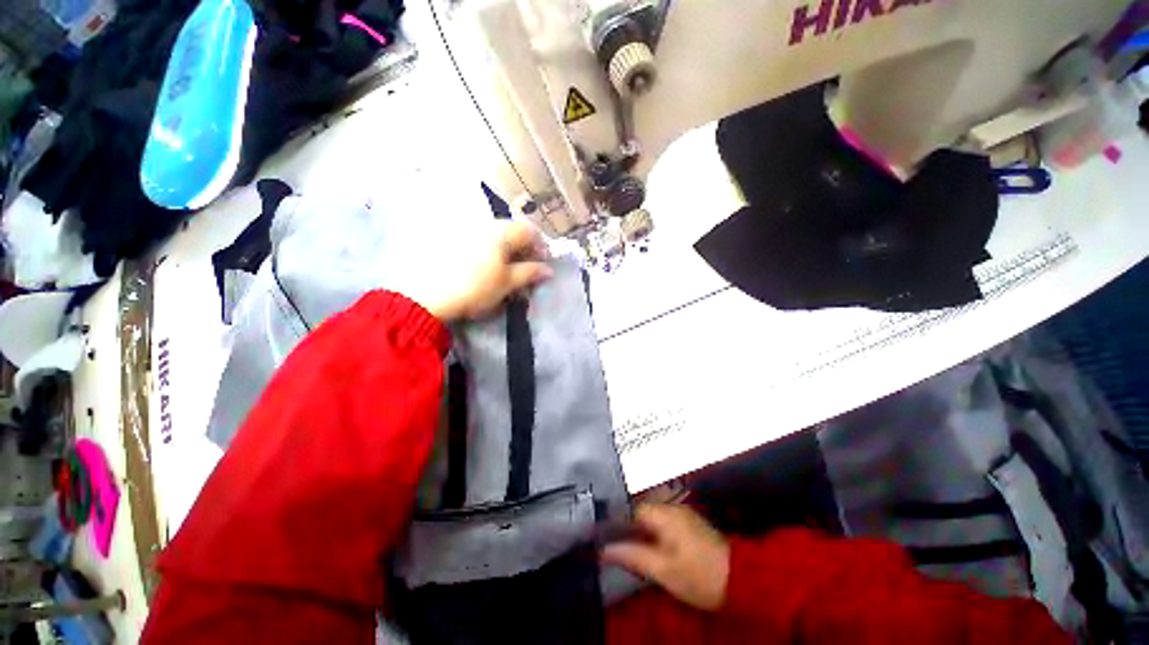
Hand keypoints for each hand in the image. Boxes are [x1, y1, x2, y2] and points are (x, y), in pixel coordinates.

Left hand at [395, 220, 552, 321]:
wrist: (425, 296)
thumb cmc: (474, 288)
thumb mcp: (507, 283)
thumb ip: (530, 273)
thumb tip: (549, 270)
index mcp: (501, 232)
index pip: (530, 231)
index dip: (540, 247)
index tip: (542, 264)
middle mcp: (483, 224)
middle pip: (512, 231)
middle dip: (523, 249)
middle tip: (524, 269)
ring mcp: (464, 229)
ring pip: (494, 236)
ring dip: (505, 250)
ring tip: (504, 270)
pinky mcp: (449, 238)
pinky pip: (477, 240)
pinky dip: (487, 251)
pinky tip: (482, 267)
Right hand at [602, 504, 729, 611]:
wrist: (741, 580)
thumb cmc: (699, 575)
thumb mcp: (663, 570)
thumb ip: (634, 556)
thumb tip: (604, 549)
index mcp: (665, 513)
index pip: (633, 510)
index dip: (621, 525)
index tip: (612, 541)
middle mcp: (673, 507)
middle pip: (643, 513)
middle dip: (632, 529)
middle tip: (623, 549)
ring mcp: (685, 515)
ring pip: (655, 518)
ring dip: (645, 533)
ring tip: (638, 551)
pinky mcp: (692, 525)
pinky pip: (666, 523)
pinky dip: (658, 534)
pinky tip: (657, 550)